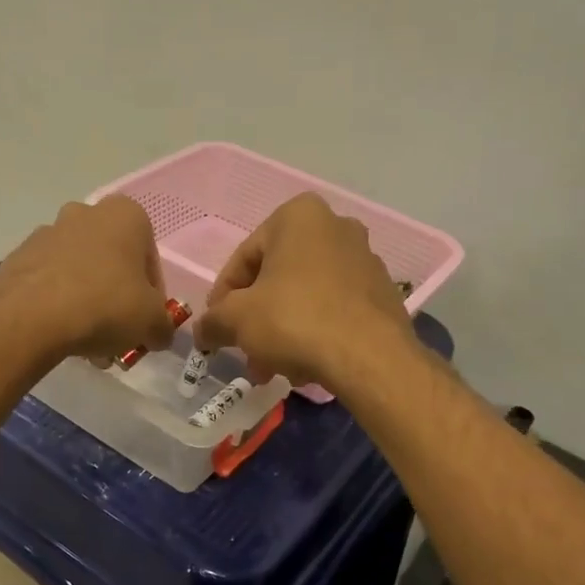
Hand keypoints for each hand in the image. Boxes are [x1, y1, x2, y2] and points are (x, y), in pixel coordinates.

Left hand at [0, 196, 178, 362]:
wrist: (31, 317)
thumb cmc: (105, 305)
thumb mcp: (152, 323)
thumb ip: (163, 326)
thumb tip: (158, 334)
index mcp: (125, 215)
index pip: (150, 258)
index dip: (153, 295)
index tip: (146, 322)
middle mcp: (85, 213)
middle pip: (112, 264)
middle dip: (117, 300)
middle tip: (118, 335)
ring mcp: (47, 233)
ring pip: (80, 274)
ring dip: (89, 306)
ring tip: (90, 347)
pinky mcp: (19, 257)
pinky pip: (50, 283)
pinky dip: (60, 306)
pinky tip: (63, 337)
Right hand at [195, 193, 413, 386]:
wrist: (369, 357)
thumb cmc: (294, 320)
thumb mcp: (236, 320)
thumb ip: (212, 321)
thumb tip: (201, 331)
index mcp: (298, 216)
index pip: (244, 257)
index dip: (223, 297)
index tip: (217, 327)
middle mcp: (336, 227)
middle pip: (277, 277)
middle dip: (256, 318)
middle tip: (244, 350)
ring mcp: (365, 259)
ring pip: (305, 296)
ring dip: (282, 330)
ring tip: (272, 367)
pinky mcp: (382, 293)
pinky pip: (334, 309)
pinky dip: (314, 332)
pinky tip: (304, 365)